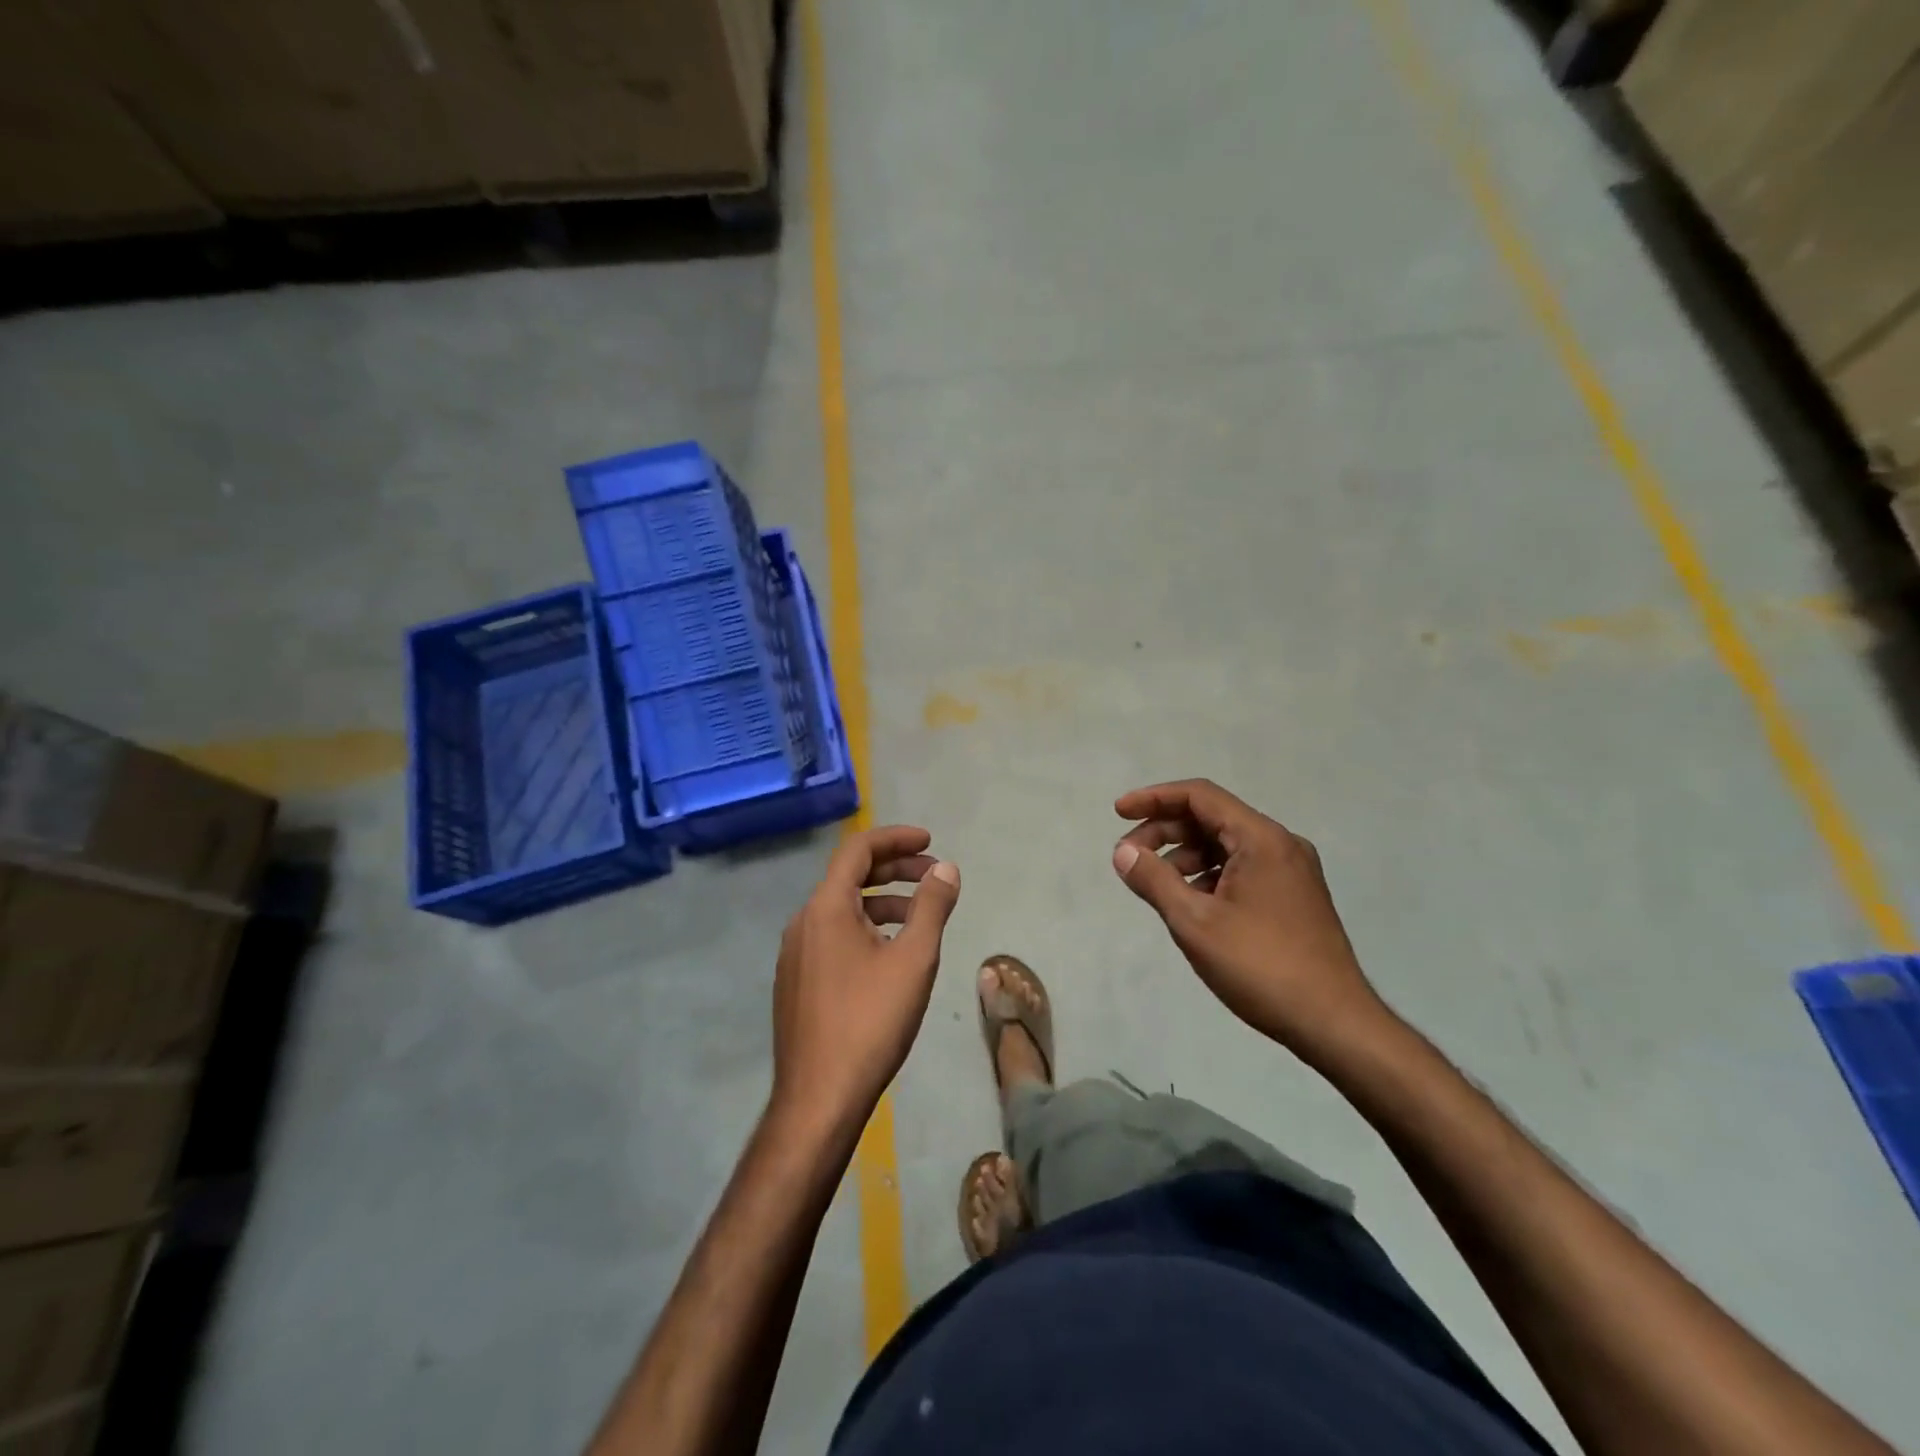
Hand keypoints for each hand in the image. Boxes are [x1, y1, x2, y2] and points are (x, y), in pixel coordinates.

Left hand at [770, 825, 961, 1134]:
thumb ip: (932, 907)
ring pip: (842, 909)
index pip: (858, 850)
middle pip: (849, 876)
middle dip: (895, 869)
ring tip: (920, 916)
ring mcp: (796, 954)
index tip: (930, 842)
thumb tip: (946, 868)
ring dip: (883, 901)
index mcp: (825, 908)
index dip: (896, 838)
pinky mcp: (797, 981)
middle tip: (935, 876)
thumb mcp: (914, 960)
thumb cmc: (870, 1022)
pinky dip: (866, 927)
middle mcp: (803, 922)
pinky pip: (833, 936)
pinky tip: (890, 953)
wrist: (818, 1099)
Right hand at [1112, 779, 1392, 1060]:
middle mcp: (1281, 844)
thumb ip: (1154, 880)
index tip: (1119, 812)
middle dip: (1165, 830)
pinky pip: (1242, 868)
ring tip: (1155, 884)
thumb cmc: (1261, 966)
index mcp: (1261, 839)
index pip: (1199, 796)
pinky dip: (1209, 875)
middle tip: (1129, 856)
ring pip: (1226, 845)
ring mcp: (1292, 871)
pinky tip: (1190, 903)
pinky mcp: (1294, 896)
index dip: (1154, 798)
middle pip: (1212, 818)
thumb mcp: (1195, 922)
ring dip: (1185, 855)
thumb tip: (1123, 852)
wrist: (1335, 1023)